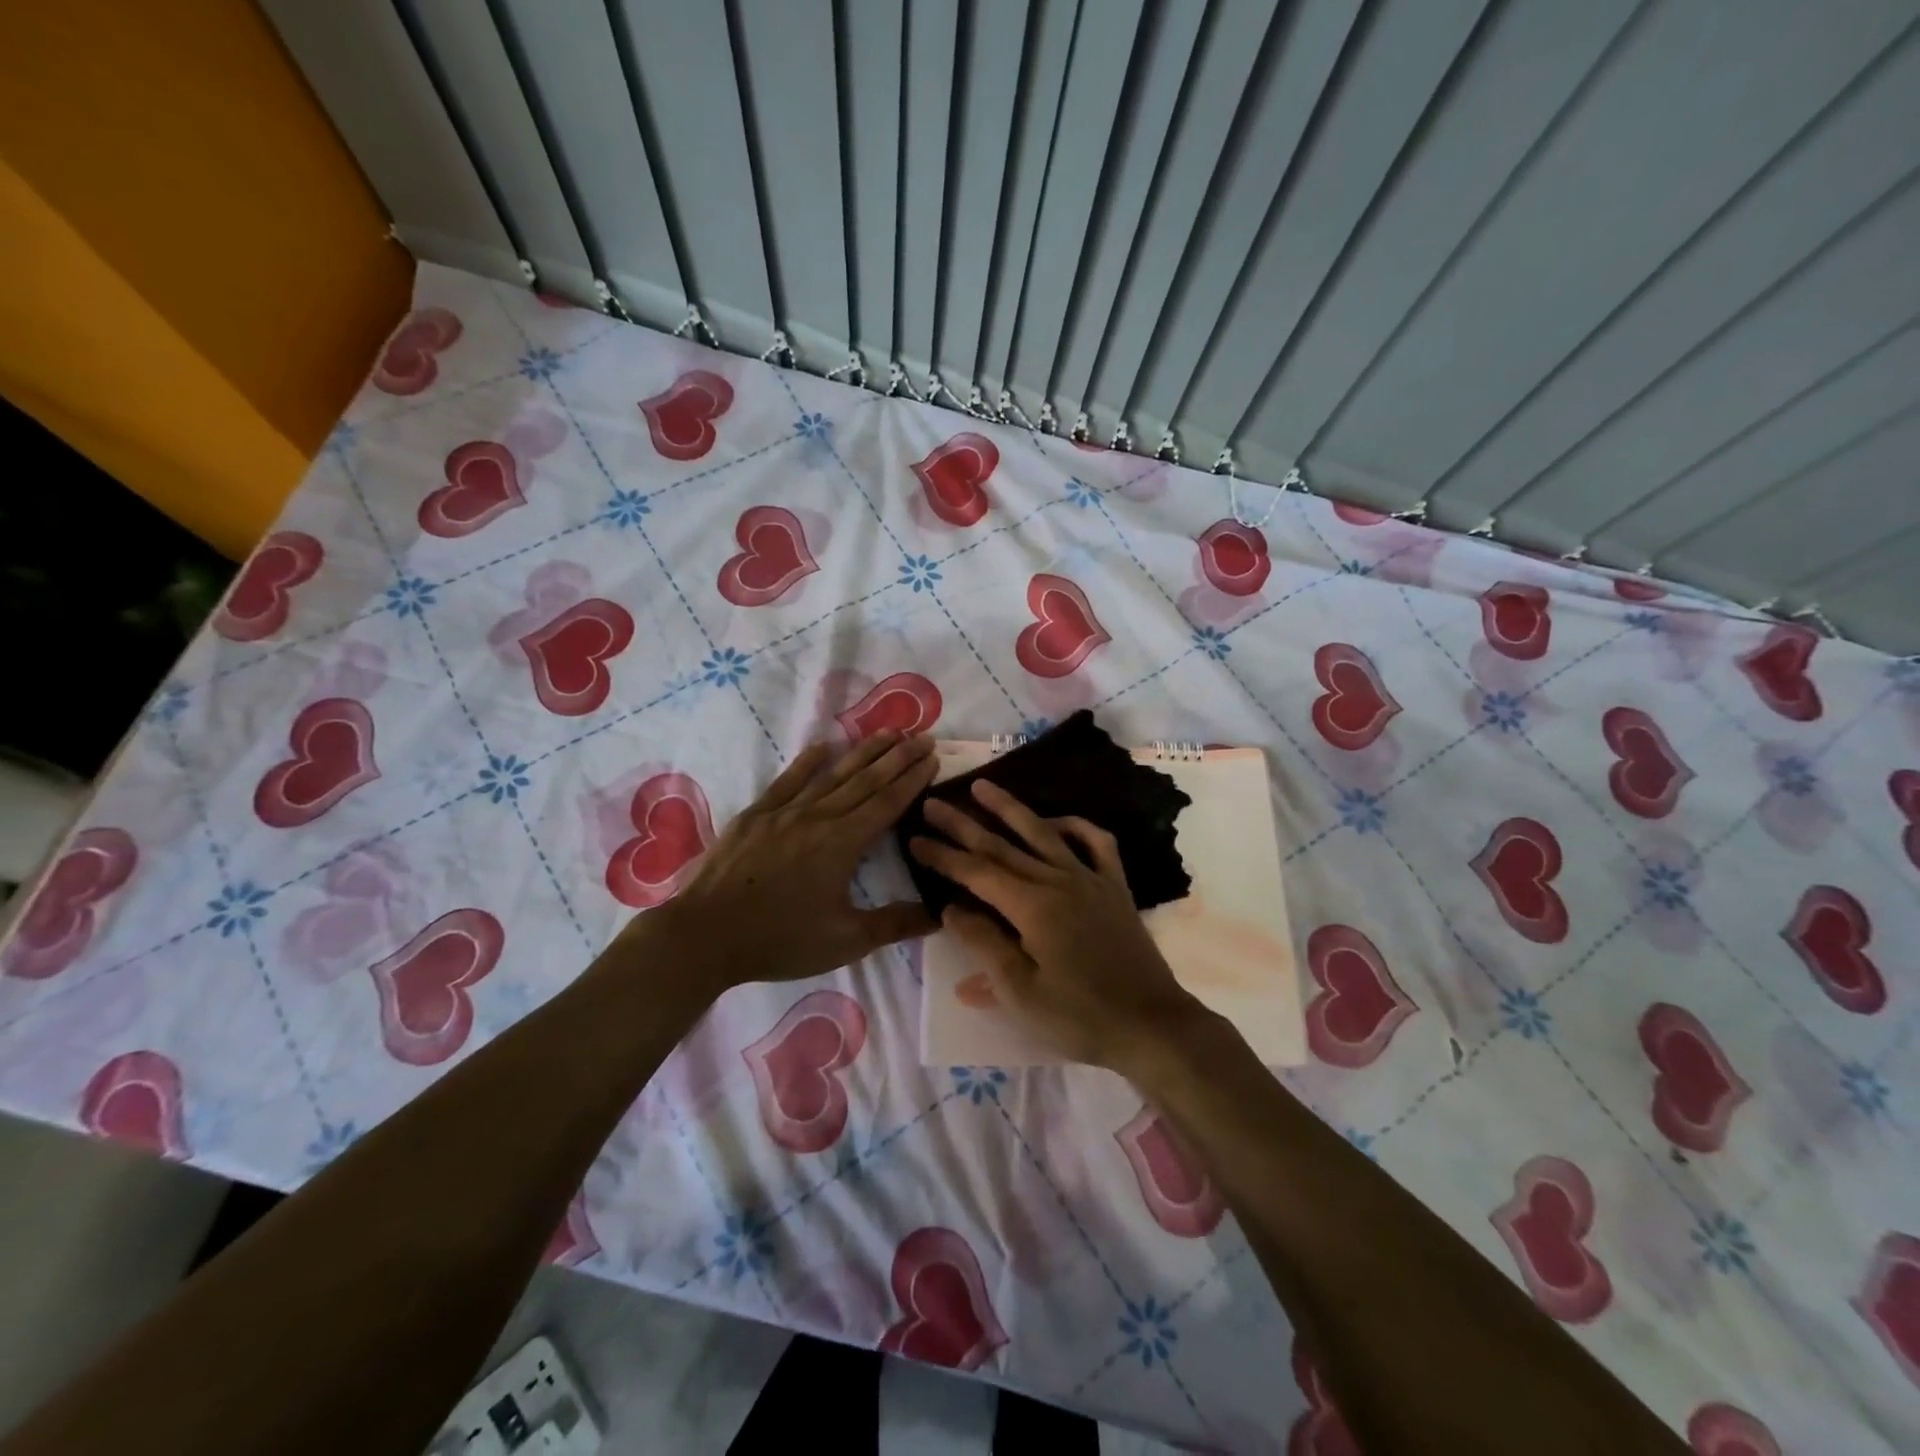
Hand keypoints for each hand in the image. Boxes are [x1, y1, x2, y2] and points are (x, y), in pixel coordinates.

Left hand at [615, 732, 938, 1003]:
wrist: (705, 935)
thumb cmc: (780, 940)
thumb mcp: (845, 941)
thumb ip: (894, 924)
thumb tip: (940, 914)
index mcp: (843, 844)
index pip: (887, 803)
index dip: (912, 779)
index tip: (932, 756)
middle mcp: (818, 817)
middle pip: (865, 780)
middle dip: (897, 757)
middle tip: (922, 735)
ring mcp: (784, 813)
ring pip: (831, 775)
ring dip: (862, 752)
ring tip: (886, 733)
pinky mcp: (755, 816)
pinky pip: (787, 782)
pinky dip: (807, 762)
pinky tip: (821, 746)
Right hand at [908, 781, 1206, 1071]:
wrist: (1150, 1025)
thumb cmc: (1079, 1016)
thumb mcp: (1020, 991)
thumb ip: (984, 944)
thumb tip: (953, 908)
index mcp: (1031, 905)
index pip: (976, 872)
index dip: (943, 855)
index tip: (915, 838)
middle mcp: (1058, 880)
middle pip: (1001, 845)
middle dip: (963, 824)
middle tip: (932, 803)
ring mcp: (1090, 879)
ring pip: (1043, 833)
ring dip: (1010, 808)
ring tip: (983, 786)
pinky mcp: (1115, 887)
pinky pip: (1096, 844)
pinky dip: (1075, 826)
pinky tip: (1057, 822)